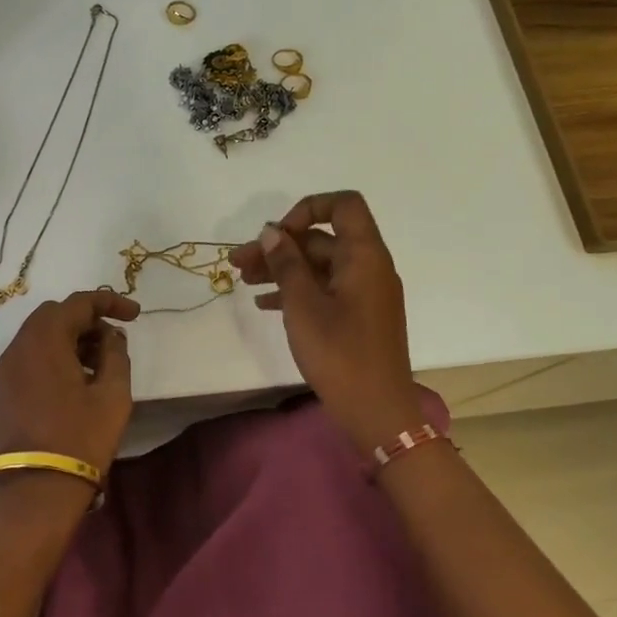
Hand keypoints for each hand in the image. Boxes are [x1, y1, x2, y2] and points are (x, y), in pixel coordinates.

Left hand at [0, 291, 140, 500]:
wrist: (35, 490)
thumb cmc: (80, 438)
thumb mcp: (113, 395)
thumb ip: (115, 355)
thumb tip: (111, 336)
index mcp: (45, 339)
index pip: (79, 303)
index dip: (110, 302)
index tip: (135, 314)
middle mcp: (20, 345)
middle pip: (56, 314)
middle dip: (88, 319)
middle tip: (115, 339)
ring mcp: (7, 368)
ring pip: (41, 335)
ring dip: (72, 338)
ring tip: (101, 361)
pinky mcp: (4, 389)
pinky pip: (32, 355)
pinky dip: (56, 354)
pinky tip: (78, 377)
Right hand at [231, 191, 420, 452]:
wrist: (377, 411)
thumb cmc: (339, 353)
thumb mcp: (303, 304)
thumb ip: (285, 263)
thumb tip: (272, 231)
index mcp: (364, 256)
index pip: (343, 205)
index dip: (307, 209)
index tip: (278, 234)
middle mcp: (369, 267)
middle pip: (322, 238)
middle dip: (280, 245)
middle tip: (239, 261)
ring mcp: (364, 292)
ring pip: (319, 265)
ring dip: (282, 268)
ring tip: (243, 279)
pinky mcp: (358, 316)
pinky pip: (325, 288)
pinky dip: (297, 289)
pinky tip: (265, 303)